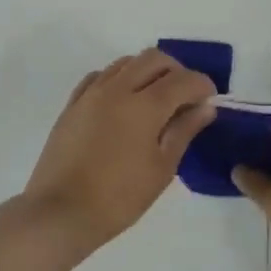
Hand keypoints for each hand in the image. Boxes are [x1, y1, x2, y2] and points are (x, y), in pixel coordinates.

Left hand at [21, 50, 217, 255]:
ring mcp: (91, 93)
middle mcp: (118, 88)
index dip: (202, 85)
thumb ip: (184, 131)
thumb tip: (205, 107)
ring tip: (154, 99)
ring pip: (125, 62)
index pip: (183, 79)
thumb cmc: (119, 197)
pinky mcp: (72, 104)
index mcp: (145, 105)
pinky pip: (100, 76)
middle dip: (176, 71)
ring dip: (147, 71)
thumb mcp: (162, 168)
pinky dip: (118, 79)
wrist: (61, 211)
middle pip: (154, 59)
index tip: (209, 100)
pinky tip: (123, 102)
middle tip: (184, 97)